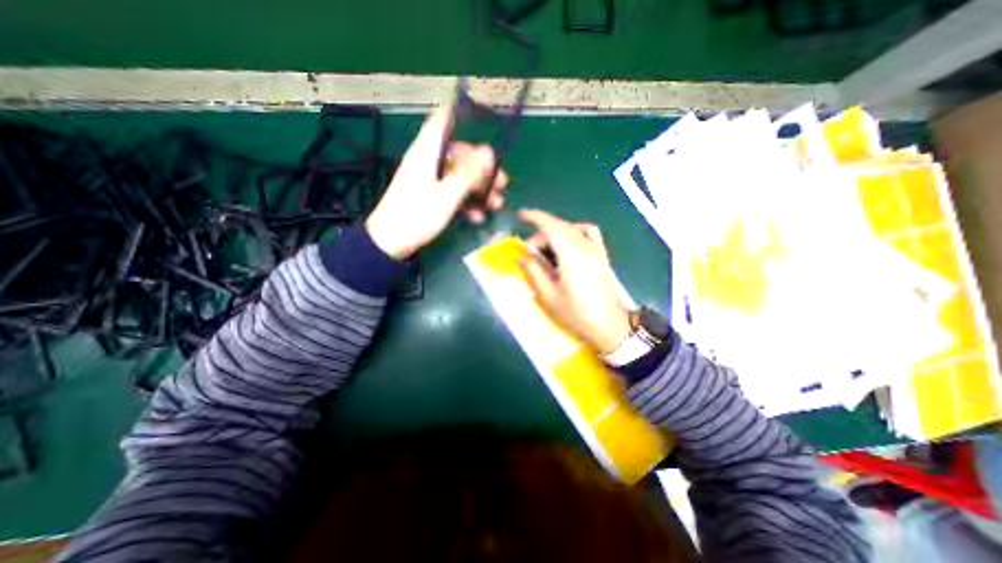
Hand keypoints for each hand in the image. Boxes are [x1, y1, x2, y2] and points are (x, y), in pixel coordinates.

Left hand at [365, 104, 509, 259]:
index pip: (442, 122)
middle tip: (502, 183)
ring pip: (460, 177)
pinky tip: (477, 217)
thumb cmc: (415, 217)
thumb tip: (489, 153)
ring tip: (496, 204)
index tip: (484, 118)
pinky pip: (453, 193)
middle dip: (482, 168)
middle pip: (459, 155)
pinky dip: (467, 203)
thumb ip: (467, 175)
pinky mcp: (431, 197)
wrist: (389, 244)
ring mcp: (430, 181)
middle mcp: (428, 163)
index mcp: (427, 153)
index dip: (461, 115)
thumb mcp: (446, 197)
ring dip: (479, 190)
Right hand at [521, 209, 627, 353]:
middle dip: (540, 234)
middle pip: (559, 227)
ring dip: (554, 233)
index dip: (534, 217)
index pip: (551, 226)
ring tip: (545, 251)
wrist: (610, 325)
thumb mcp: (550, 296)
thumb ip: (534, 272)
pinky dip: (574, 231)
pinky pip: (587, 233)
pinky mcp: (601, 255)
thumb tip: (521, 257)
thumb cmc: (577, 313)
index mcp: (570, 255)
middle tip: (529, 252)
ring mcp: (595, 249)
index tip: (520, 215)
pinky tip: (567, 242)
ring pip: (571, 229)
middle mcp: (584, 246)